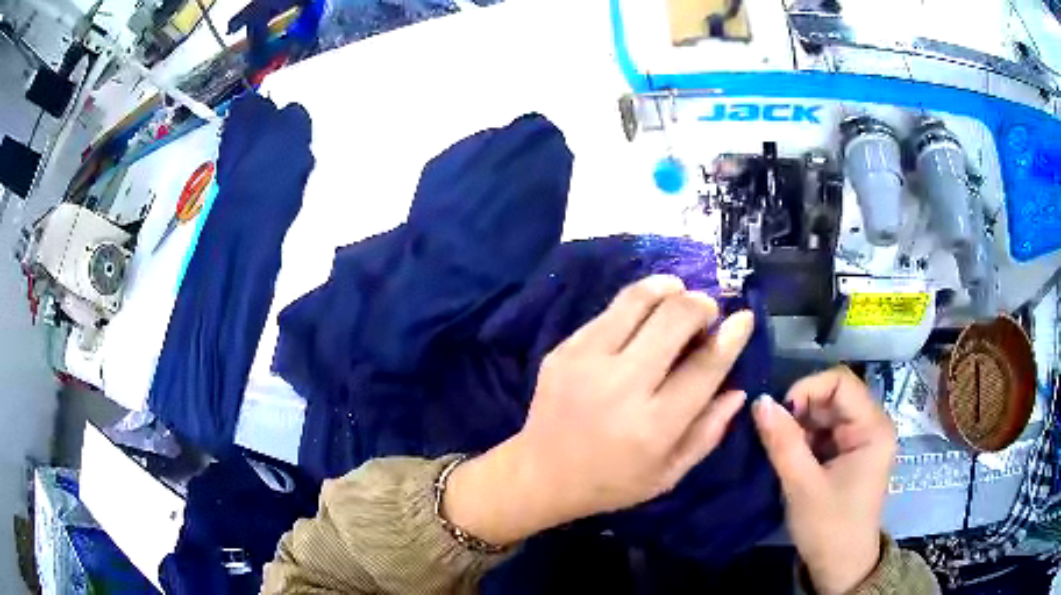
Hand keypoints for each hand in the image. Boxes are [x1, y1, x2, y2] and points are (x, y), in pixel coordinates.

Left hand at [444, 275, 754, 545]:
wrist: (540, 474)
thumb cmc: (611, 482)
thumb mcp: (668, 474)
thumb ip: (708, 432)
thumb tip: (738, 389)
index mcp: (653, 425)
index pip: (704, 367)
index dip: (731, 336)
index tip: (743, 318)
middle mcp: (621, 386)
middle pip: (674, 318)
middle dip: (701, 304)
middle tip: (707, 313)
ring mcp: (586, 361)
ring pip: (638, 299)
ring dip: (668, 289)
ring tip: (678, 296)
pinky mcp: (563, 349)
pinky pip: (609, 310)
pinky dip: (636, 305)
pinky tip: (643, 319)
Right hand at [752, 367, 895, 594]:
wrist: (840, 567)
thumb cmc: (829, 527)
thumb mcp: (802, 486)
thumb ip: (782, 442)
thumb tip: (758, 400)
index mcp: (873, 428)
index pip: (841, 382)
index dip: (807, 389)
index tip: (779, 415)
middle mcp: (872, 425)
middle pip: (833, 395)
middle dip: (801, 410)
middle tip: (774, 435)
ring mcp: (861, 439)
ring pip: (826, 413)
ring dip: (800, 426)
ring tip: (780, 450)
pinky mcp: (849, 453)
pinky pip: (825, 431)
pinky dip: (804, 439)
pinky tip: (791, 457)